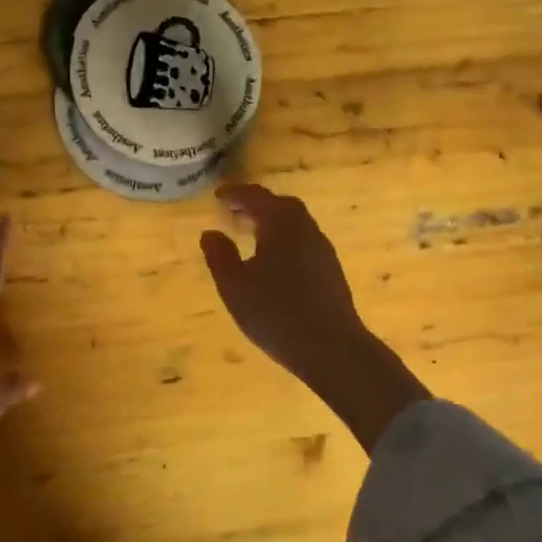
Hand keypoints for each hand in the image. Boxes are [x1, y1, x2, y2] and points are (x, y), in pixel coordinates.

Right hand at [198, 184, 366, 382]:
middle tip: (234, 212)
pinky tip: (273, 263)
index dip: (236, 193)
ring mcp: (322, 250)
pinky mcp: (330, 271)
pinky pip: (303, 243)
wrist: (330, 347)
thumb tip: (210, 233)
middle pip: (281, 206)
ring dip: (272, 223)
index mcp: (281, 224)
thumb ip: (219, 256)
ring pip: (295, 225)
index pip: (256, 197)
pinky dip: (284, 241)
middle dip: (256, 205)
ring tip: (250, 235)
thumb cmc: (275, 312)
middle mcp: (306, 229)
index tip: (218, 195)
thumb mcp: (234, 285)